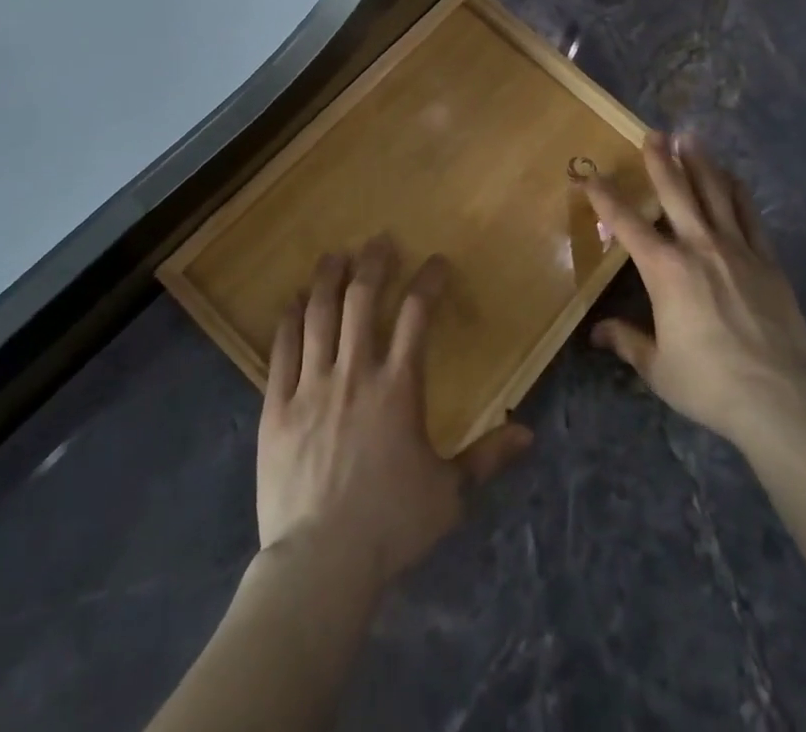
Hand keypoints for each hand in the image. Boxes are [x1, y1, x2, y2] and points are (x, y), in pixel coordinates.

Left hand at [256, 237, 531, 590]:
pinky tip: (292, 302)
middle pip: (363, 300)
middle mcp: (355, 372)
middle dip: (373, 264)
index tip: (436, 262)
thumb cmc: (390, 525)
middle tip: (379, 240)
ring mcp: (311, 386)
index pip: (418, 315)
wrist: (320, 564)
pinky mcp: (276, 406)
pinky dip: (288, 320)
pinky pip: (281, 350)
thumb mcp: (449, 494)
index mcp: (399, 386)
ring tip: (334, 255)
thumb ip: (487, 457)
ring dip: (328, 279)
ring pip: (319, 315)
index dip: (428, 281)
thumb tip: (529, 433)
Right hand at [585, 133, 805, 454]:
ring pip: (715, 193)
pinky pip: (749, 215)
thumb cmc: (709, 382)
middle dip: (660, 160)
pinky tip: (732, 177)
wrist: (780, 397)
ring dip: (700, 163)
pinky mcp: (766, 260)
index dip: (604, 196)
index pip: (626, 223)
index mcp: (664, 269)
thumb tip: (598, 333)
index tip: (589, 174)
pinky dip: (737, 192)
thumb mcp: (658, 367)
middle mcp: (698, 246)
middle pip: (676, 191)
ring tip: (690, 138)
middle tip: (653, 133)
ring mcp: (736, 249)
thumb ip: (628, 341)